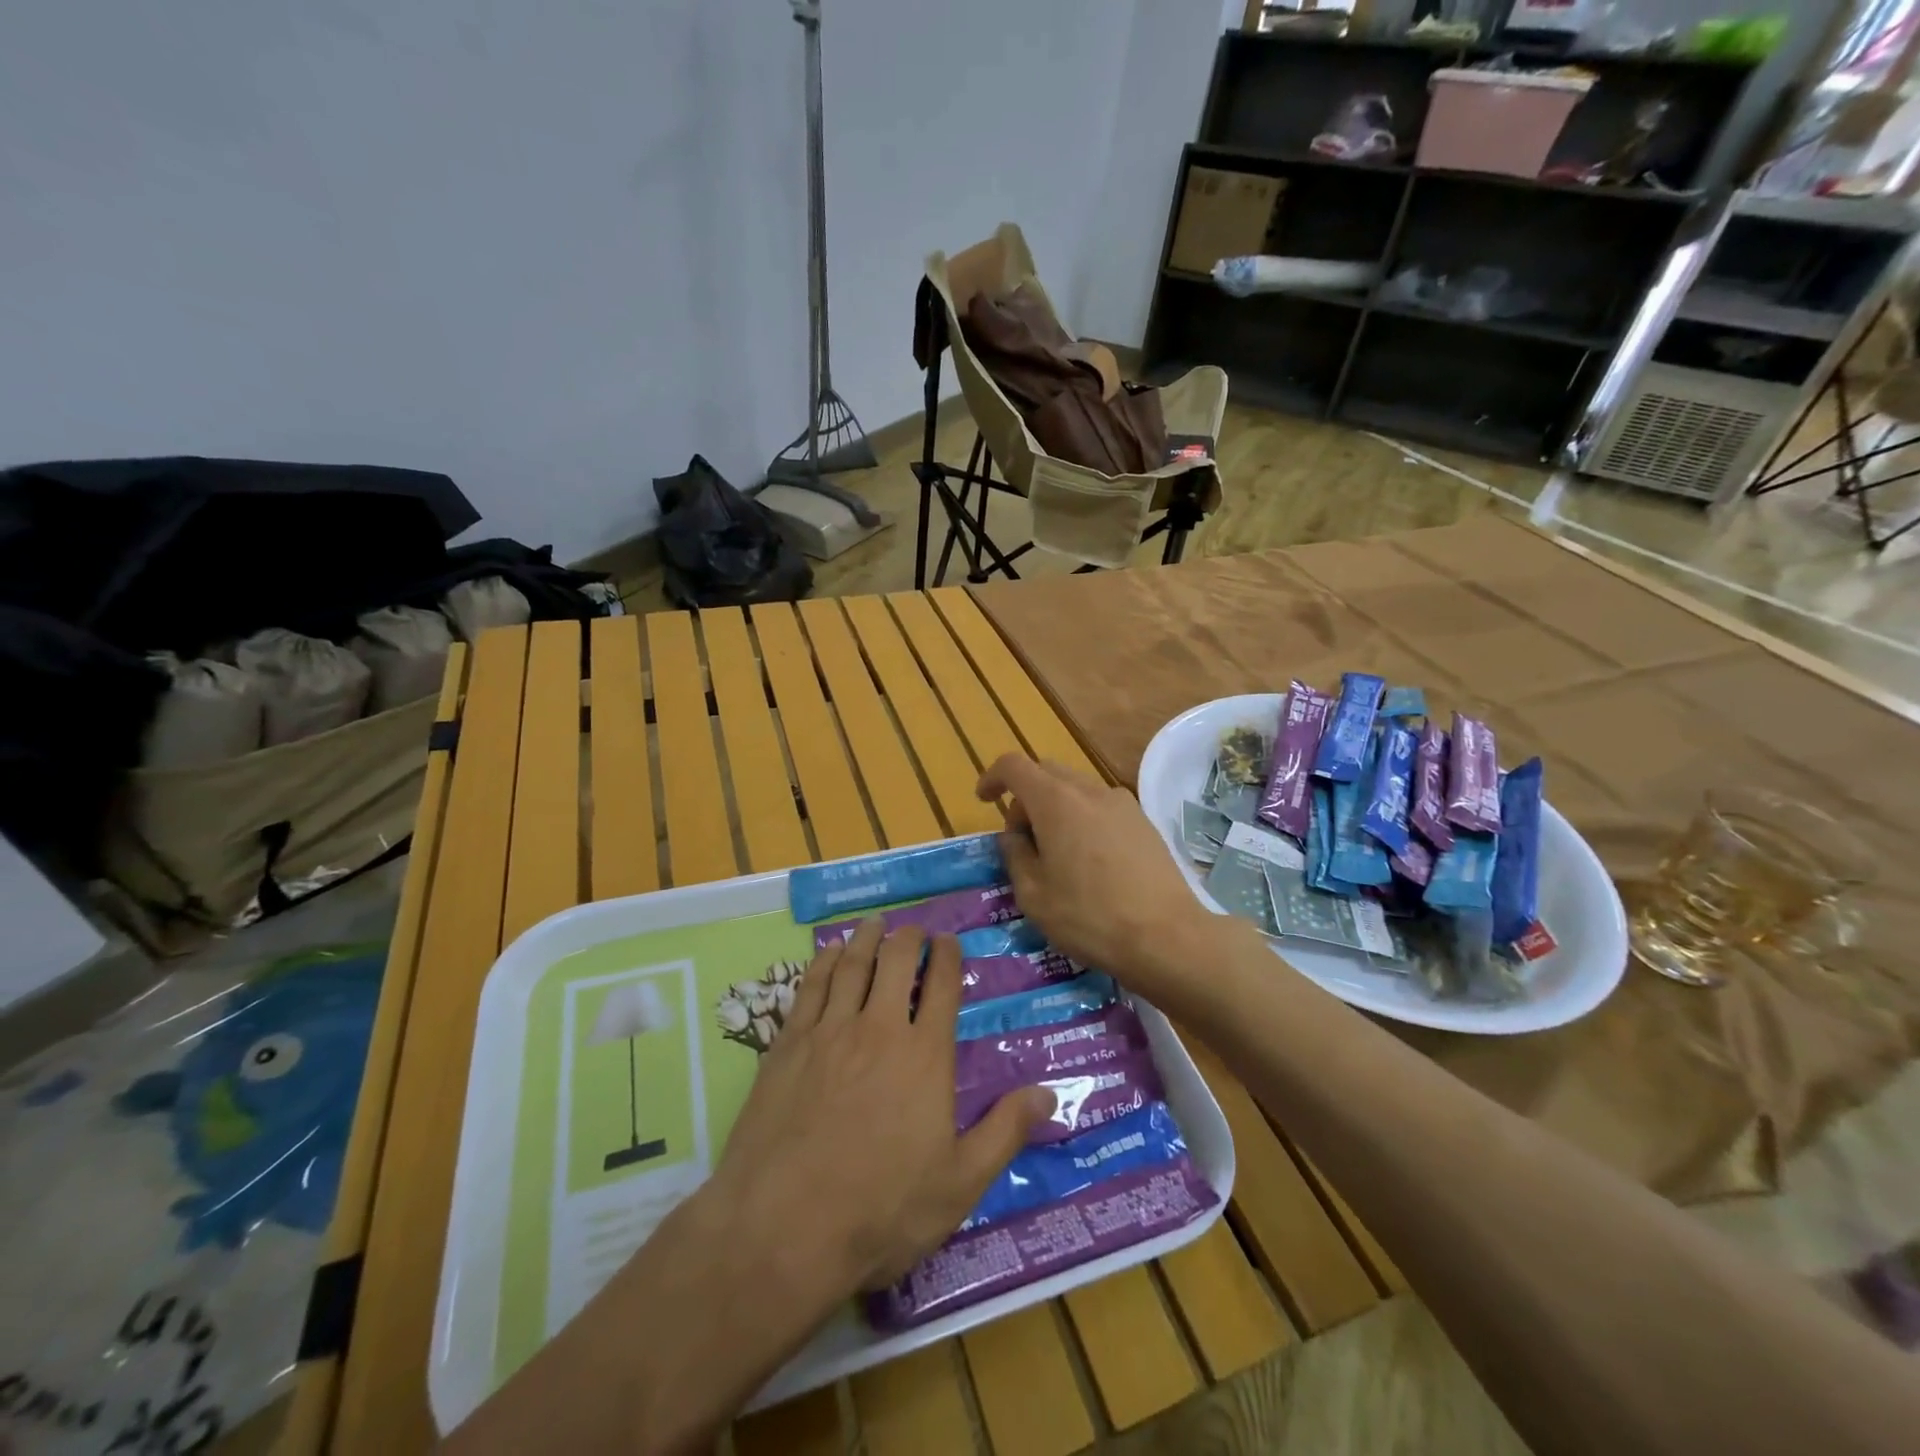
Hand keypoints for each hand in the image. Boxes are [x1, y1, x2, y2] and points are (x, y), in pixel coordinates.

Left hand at [708, 918, 1052, 1294]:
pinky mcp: (788, 1044)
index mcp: (925, 1056)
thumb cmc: (881, 1210)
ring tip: (875, 924)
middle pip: (896, 963)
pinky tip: (828, 954)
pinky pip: (810, 987)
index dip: (948, 956)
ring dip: (867, 939)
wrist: (783, 1228)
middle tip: (914, 929)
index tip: (949, 941)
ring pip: (852, 966)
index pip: (943, 987)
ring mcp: (829, 1032)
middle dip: (909, 938)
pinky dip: (823, 963)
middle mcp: (879, 1029)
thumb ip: (1005, 1132)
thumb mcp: (958, 1184)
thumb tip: (1049, 1092)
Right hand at [976, 754, 1216, 995]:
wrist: (1166, 936)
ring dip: (1056, 809)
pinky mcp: (1143, 821)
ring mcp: (1122, 803)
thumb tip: (1015, 836)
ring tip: (1057, 856)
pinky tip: (1090, 862)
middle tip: (1022, 840)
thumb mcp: (1033, 894)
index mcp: (1055, 801)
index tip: (984, 800)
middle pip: (1046, 773)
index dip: (993, 777)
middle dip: (1025, 797)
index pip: (1014, 765)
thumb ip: (1015, 854)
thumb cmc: (1089, 916)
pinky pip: (1101, 806)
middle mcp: (1089, 790)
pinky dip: (1083, 819)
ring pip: (1076, 789)